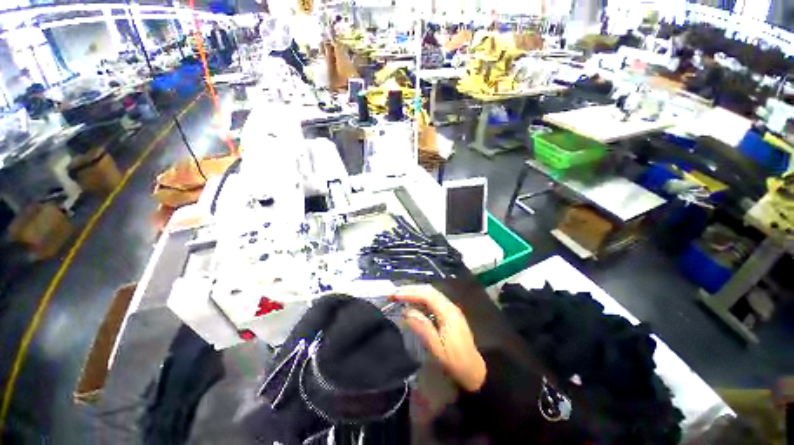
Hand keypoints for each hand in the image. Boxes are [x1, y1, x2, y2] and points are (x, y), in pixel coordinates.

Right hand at [392, 285, 485, 391]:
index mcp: (448, 312)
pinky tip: (412, 302)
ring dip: (414, 292)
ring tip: (399, 295)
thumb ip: (423, 328)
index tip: (395, 295)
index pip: (427, 295)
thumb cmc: (455, 362)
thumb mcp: (438, 349)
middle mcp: (449, 305)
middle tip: (394, 293)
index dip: (410, 293)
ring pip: (430, 293)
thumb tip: (406, 311)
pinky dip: (420, 297)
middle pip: (428, 290)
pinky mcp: (448, 313)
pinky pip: (432, 299)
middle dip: (410, 289)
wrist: (474, 370)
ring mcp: (450, 308)